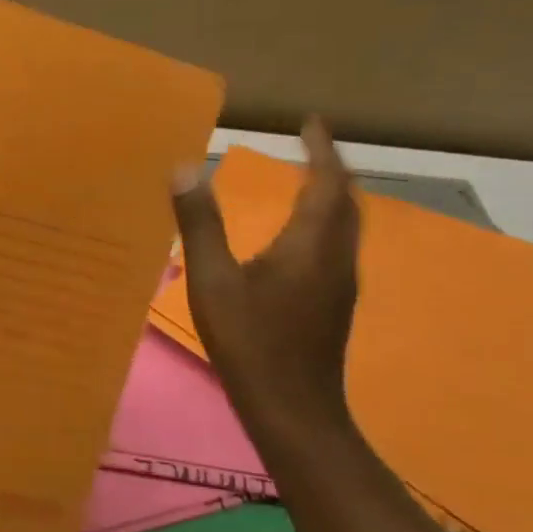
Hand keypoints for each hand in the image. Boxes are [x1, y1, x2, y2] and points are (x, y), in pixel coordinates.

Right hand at [172, 119, 360, 436]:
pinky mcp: (333, 304)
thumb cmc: (250, 341)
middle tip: (309, 146)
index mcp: (311, 245)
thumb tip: (186, 168)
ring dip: (331, 195)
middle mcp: (336, 258)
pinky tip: (298, 235)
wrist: (293, 409)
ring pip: (345, 225)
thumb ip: (199, 224)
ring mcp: (340, 284)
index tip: (311, 122)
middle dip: (330, 168)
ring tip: (306, 179)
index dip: (322, 149)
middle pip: (346, 202)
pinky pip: (336, 245)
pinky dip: (323, 222)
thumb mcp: (212, 281)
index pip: (327, 183)